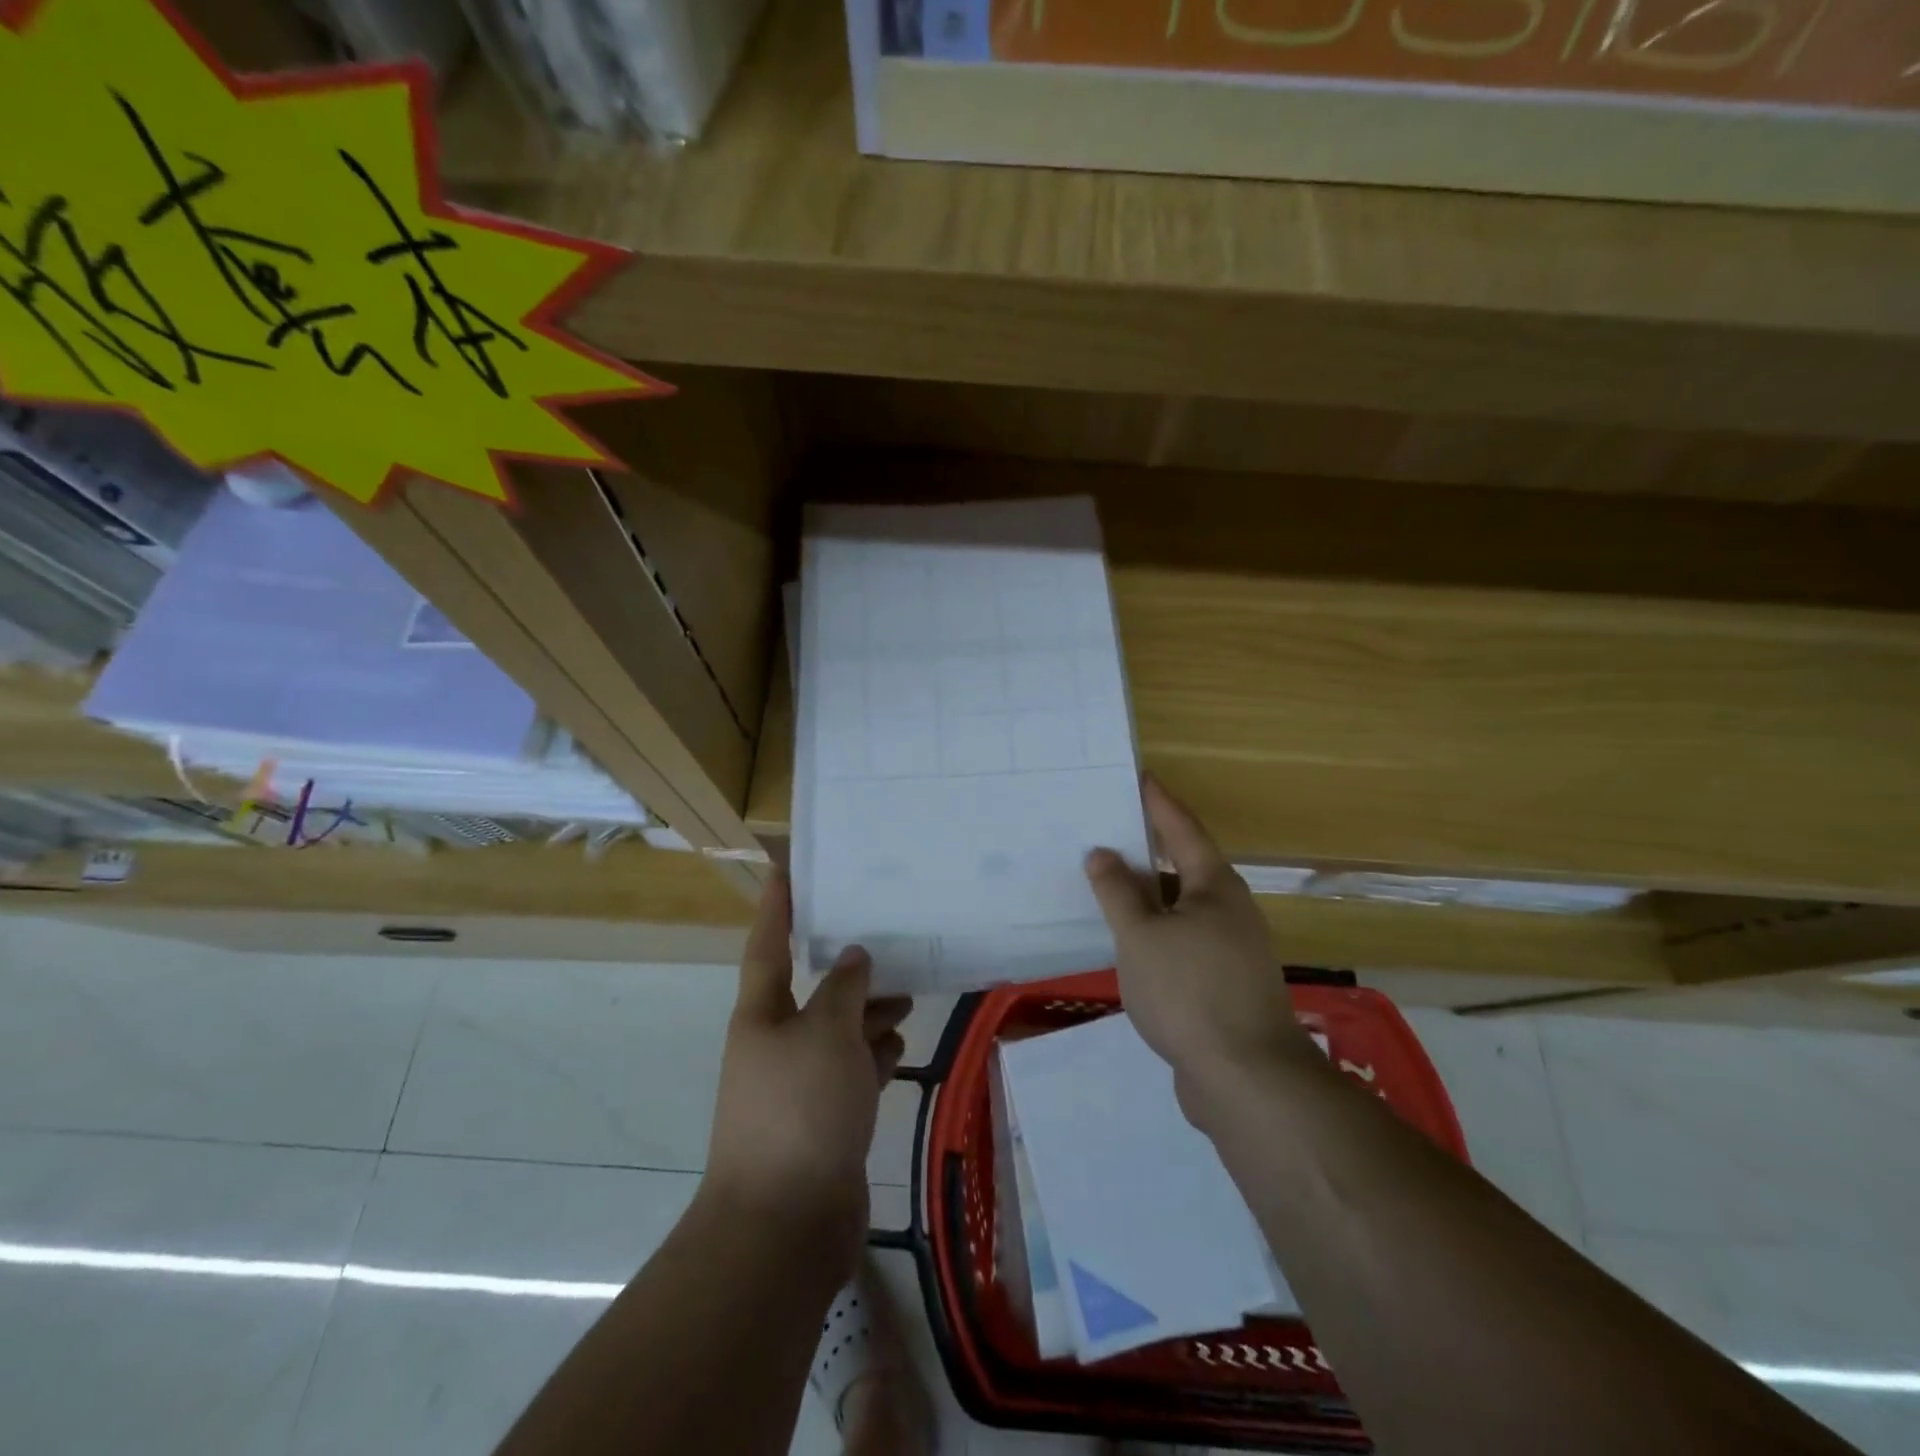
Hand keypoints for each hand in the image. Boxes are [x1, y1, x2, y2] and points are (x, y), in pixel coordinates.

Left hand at [704, 874, 911, 1267]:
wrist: (783, 1225)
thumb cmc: (799, 1111)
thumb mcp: (826, 1034)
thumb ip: (844, 989)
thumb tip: (853, 957)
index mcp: (762, 1015)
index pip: (768, 944)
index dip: (776, 905)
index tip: (784, 867)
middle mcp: (776, 1044)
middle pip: (813, 992)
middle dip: (846, 968)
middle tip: (886, 939)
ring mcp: (800, 1085)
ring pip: (838, 1033)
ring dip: (869, 1014)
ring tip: (908, 994)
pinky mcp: (824, 1121)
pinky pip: (851, 1073)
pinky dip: (873, 1058)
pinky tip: (900, 1048)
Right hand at [1085, 777, 1320, 1115]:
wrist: (1246, 1079)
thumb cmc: (1189, 992)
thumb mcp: (1140, 936)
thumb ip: (1117, 892)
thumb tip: (1102, 853)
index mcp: (1214, 886)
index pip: (1182, 828)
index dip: (1157, 802)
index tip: (1138, 776)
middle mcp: (1229, 909)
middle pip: (1182, 866)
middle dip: (1145, 850)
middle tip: (1104, 832)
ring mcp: (1231, 948)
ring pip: (1180, 908)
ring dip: (1146, 896)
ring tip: (1105, 885)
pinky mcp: (1224, 982)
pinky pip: (1182, 939)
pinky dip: (1155, 931)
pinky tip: (1127, 942)